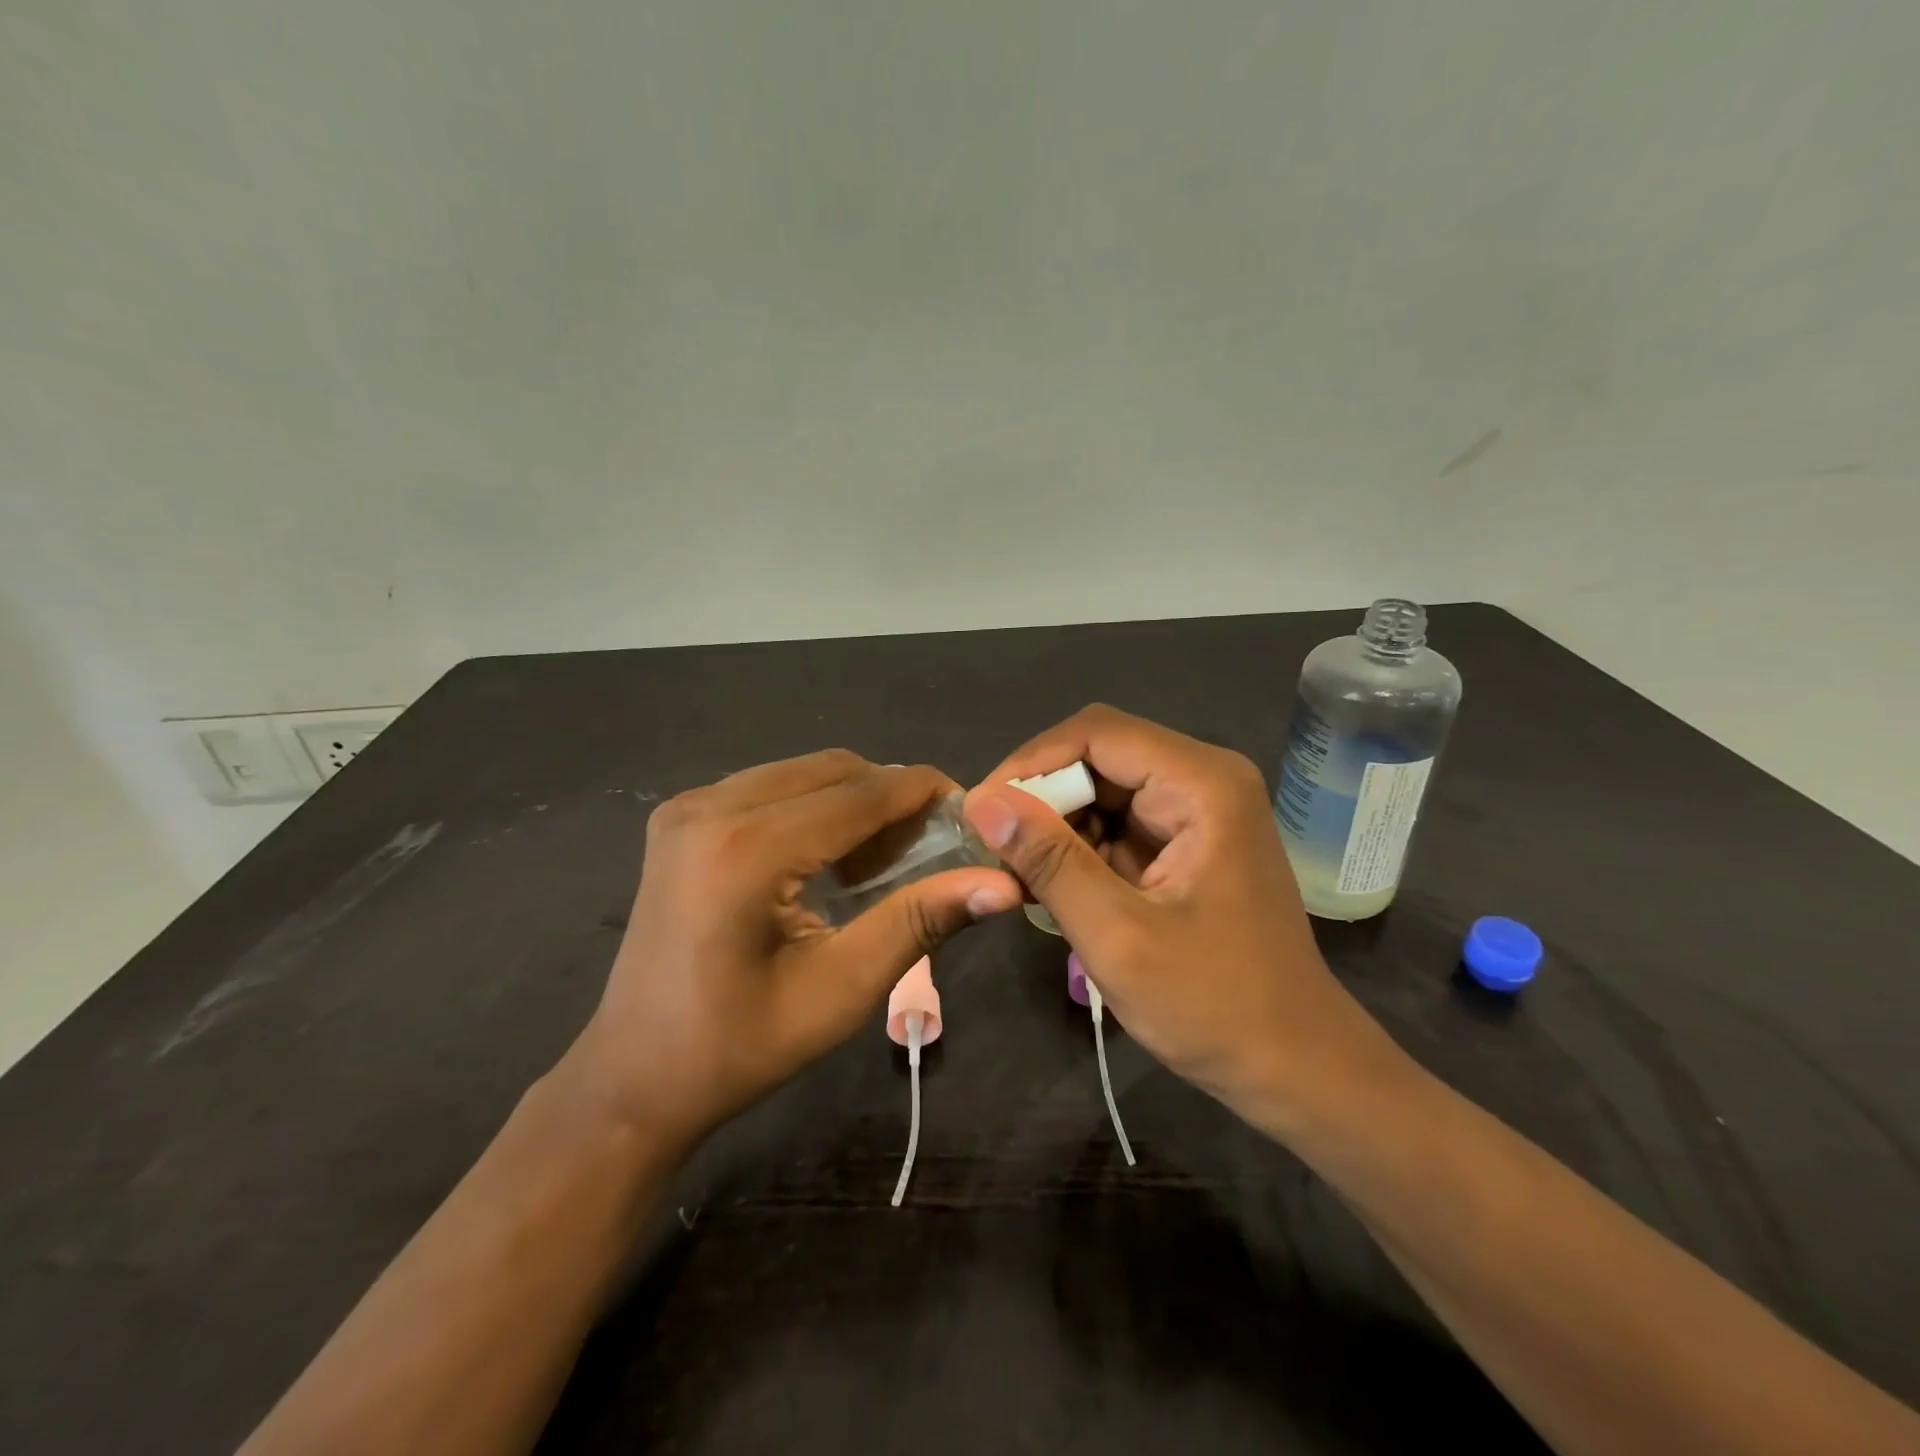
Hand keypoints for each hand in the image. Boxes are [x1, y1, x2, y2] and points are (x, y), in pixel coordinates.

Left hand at [570, 752, 1022, 1146]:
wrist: (633, 1077)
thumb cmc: (739, 1047)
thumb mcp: (841, 990)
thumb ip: (919, 922)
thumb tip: (1002, 884)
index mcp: (747, 849)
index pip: (861, 793)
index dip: (924, 793)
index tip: (972, 809)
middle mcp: (712, 807)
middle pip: (833, 769)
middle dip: (891, 795)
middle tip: (931, 844)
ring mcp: (688, 806)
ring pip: (803, 772)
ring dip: (854, 799)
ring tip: (884, 855)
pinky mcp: (681, 817)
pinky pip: (770, 786)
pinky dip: (814, 805)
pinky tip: (829, 854)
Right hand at [963, 705, 1392, 1125]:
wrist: (1293, 1064)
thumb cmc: (1214, 1005)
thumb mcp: (1117, 935)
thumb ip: (1049, 861)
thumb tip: (981, 801)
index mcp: (1202, 784)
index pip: (1095, 733)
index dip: (1030, 763)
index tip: (983, 812)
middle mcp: (1203, 778)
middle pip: (1098, 755)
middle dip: (1042, 798)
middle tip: (995, 849)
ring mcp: (1197, 809)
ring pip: (1101, 788)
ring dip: (1057, 826)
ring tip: (1022, 876)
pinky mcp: (1185, 840)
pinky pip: (1117, 821)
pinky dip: (1079, 848)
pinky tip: (1055, 888)